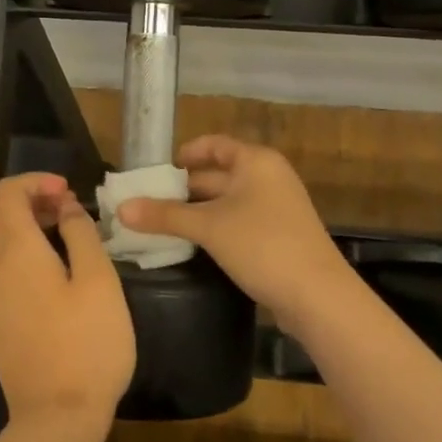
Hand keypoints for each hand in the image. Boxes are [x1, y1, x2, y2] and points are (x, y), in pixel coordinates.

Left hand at [0, 172, 135, 437]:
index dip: (36, 181)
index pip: (7, 192)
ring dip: (24, 225)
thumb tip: (65, 208)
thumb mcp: (99, 280)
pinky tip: (51, 269)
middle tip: (69, 210)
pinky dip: (18, 251)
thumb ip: (81, 233)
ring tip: (64, 235)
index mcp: (14, 250)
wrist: (55, 419)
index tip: (69, 192)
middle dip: (31, 200)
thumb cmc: (86, 344)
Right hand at [119, 135, 356, 334]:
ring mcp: (278, 208)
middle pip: (219, 174)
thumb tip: (122, 208)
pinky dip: (216, 229)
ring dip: (198, 212)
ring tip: (163, 225)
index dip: (186, 153)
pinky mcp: (280, 236)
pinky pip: (240, 222)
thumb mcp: (208, 227)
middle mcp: (269, 177)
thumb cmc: (262, 245)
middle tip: (149, 202)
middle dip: (185, 188)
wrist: (319, 297)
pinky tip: (194, 246)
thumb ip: (165, 216)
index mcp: (256, 161)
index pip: (214, 145)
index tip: (159, 170)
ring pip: (228, 202)